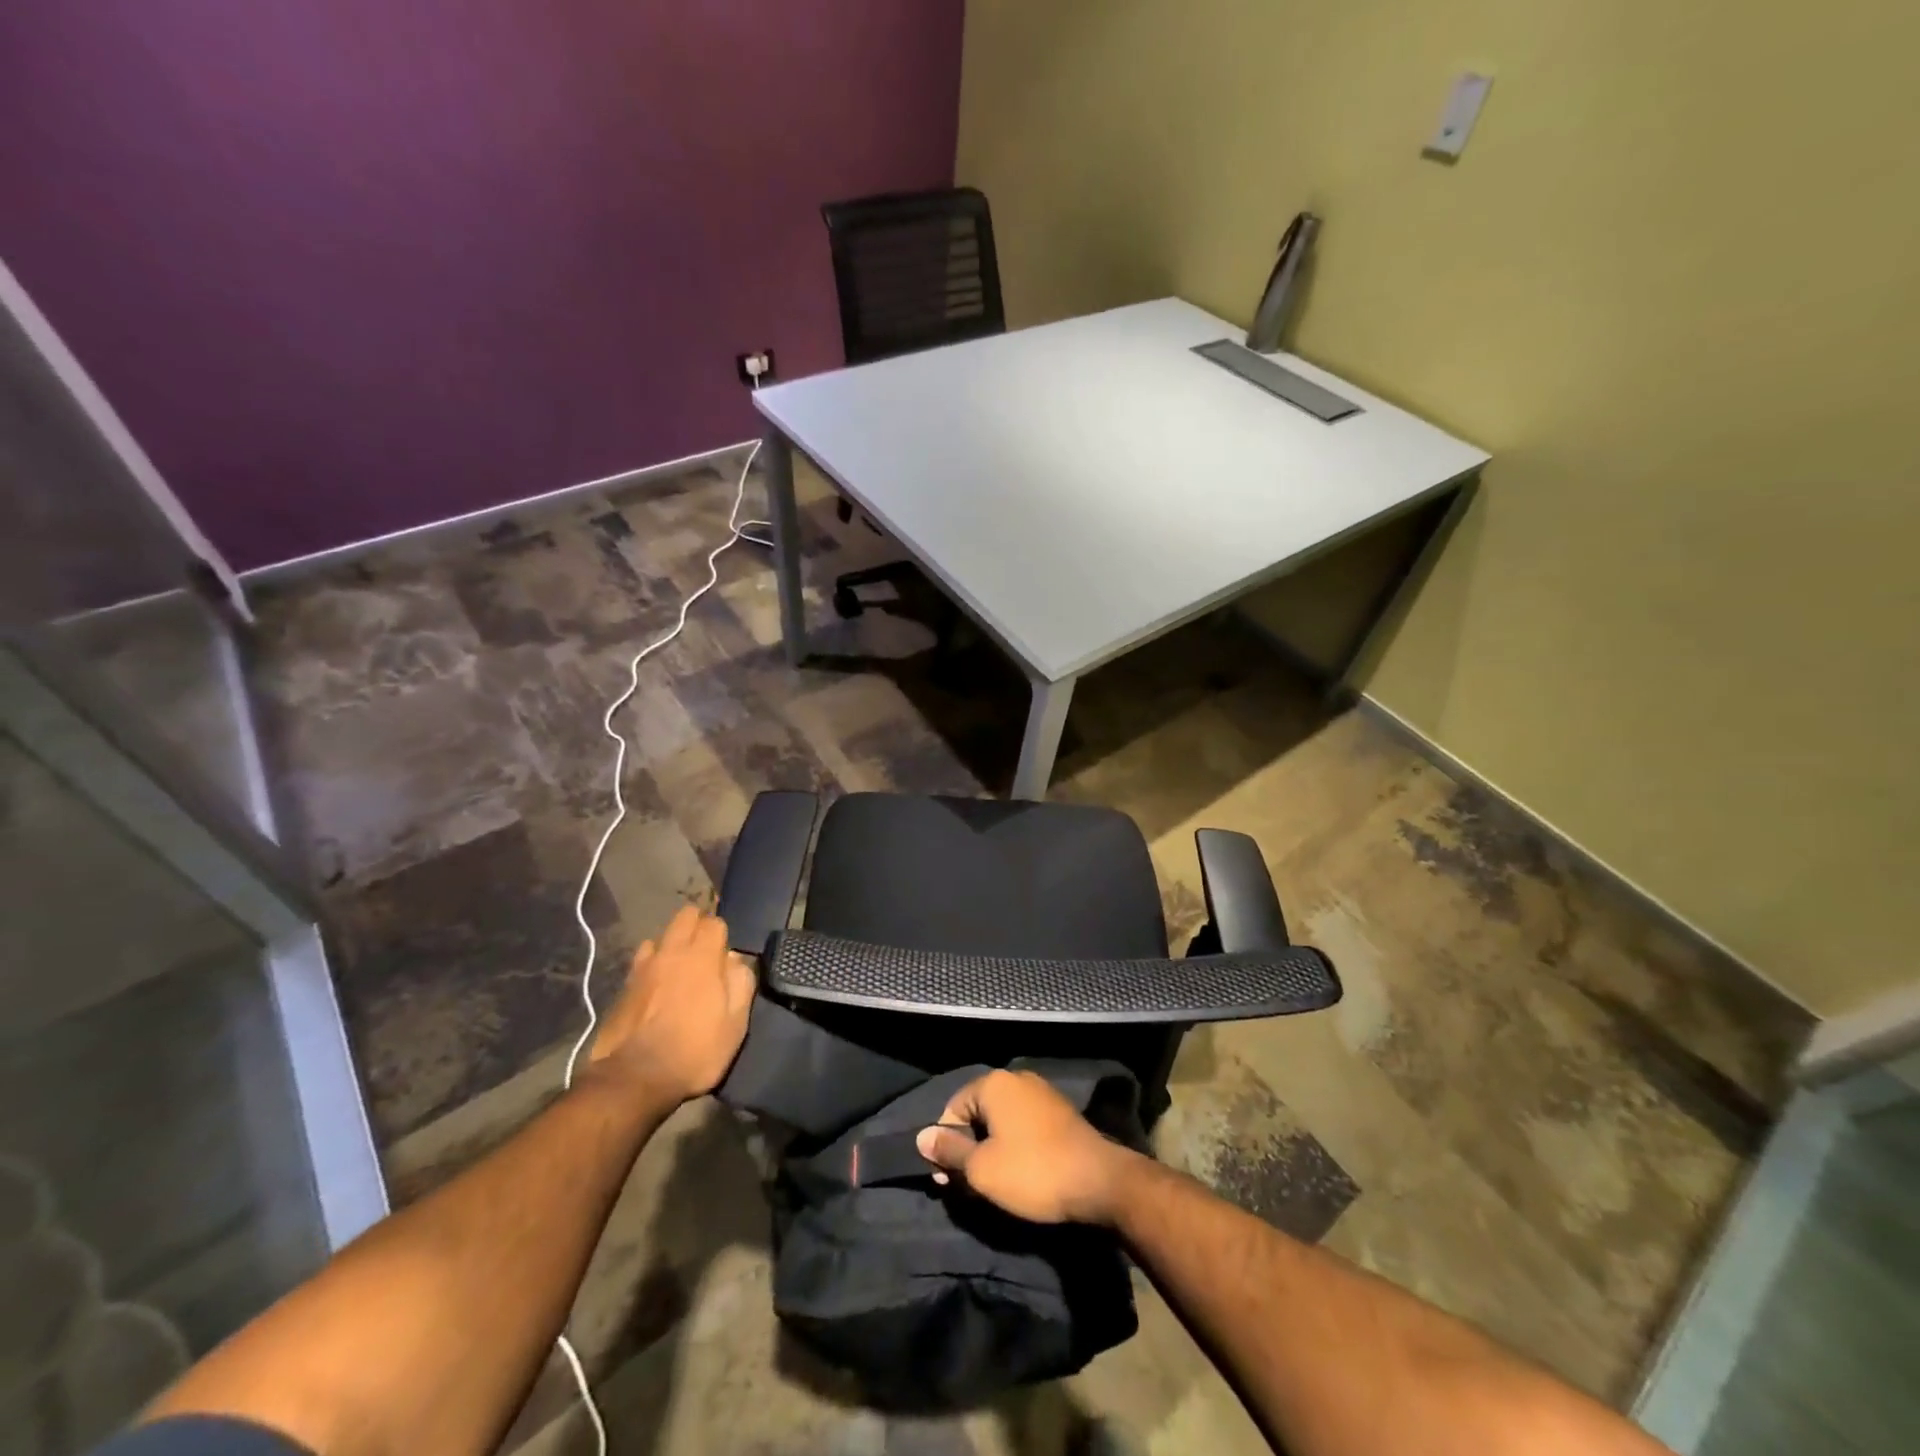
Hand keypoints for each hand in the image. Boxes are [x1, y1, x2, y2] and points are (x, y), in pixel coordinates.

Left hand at [587, 905, 754, 1103]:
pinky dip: (652, 963)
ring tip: (678, 967)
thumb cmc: (695, 1051)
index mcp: (702, 957)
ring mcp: (643, 967)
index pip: (714, 922)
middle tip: (706, 950)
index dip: (723, 934)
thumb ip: (741, 983)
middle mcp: (671, 952)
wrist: (635, 1078)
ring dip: (672, 944)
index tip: (727, 954)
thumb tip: (735, 960)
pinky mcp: (624, 985)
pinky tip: (655, 983)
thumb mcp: (735, 1023)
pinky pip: (641, 960)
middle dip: (697, 924)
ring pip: (660, 936)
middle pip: (685, 916)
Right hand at [914, 1069, 1136, 1224]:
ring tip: (991, 1184)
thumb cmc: (1032, 1171)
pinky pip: (1023, 1125)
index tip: (946, 1179)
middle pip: (978, 1112)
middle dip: (967, 1147)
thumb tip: (922, 1137)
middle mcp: (1017, 1078)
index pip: (954, 1107)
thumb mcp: (981, 1169)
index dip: (944, 1143)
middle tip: (965, 1186)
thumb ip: (949, 1150)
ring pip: (1001, 1121)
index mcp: (995, 1083)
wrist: (1098, 1181)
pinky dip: (1014, 1146)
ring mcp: (1042, 1093)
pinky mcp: (1060, 1113)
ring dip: (990, 1149)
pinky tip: (1018, 1173)